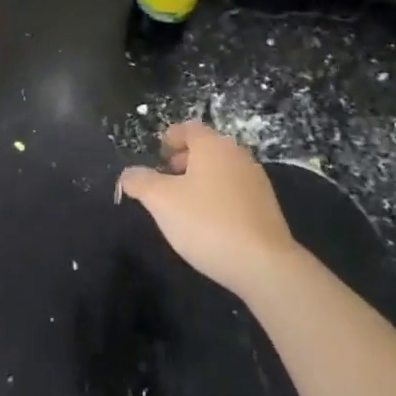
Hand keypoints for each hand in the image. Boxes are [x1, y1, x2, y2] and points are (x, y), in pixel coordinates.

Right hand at [116, 121, 296, 300]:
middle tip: (166, 180)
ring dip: (201, 180)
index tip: (158, 156)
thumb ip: (140, 181)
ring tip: (184, 205)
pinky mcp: (267, 207)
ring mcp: (256, 181)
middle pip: (206, 148)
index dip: (170, 138)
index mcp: (213, 146)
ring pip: (221, 170)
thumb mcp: (160, 201)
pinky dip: (219, 197)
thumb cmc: (206, 223)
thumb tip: (128, 174)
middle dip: (183, 160)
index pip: (188, 129)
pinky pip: (235, 191)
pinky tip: (209, 223)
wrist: (264, 266)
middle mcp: (237, 156)